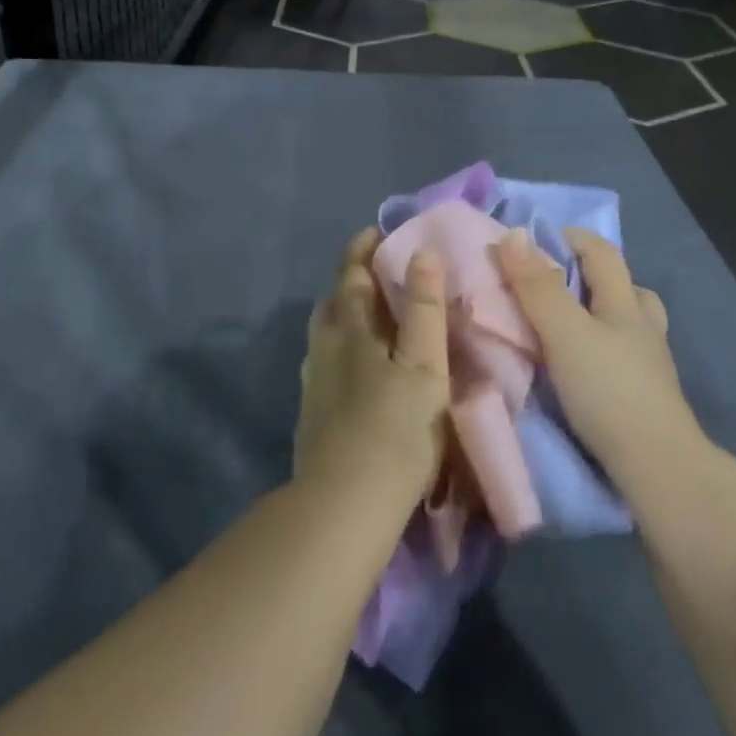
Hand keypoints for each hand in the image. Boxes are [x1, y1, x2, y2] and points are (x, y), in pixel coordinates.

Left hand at [295, 229, 449, 511]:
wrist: (344, 505)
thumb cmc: (395, 430)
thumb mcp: (424, 366)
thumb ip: (424, 309)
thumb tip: (423, 252)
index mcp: (351, 330)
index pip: (352, 275)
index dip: (363, 249)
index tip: (377, 231)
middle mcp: (324, 347)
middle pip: (333, 301)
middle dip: (351, 279)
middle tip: (376, 271)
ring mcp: (313, 382)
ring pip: (323, 333)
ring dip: (342, 313)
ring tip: (368, 316)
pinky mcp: (311, 413)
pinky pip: (323, 362)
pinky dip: (339, 348)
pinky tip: (354, 367)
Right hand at [492, 227, 695, 488]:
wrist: (657, 468)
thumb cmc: (608, 390)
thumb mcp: (564, 332)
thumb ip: (537, 286)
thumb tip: (514, 234)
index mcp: (626, 304)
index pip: (603, 253)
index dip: (572, 238)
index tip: (534, 239)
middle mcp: (643, 328)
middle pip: (625, 286)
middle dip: (590, 276)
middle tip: (550, 284)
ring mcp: (650, 365)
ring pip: (627, 324)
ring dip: (599, 314)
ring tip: (565, 325)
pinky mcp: (645, 397)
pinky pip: (622, 356)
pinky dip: (601, 348)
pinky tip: (579, 366)